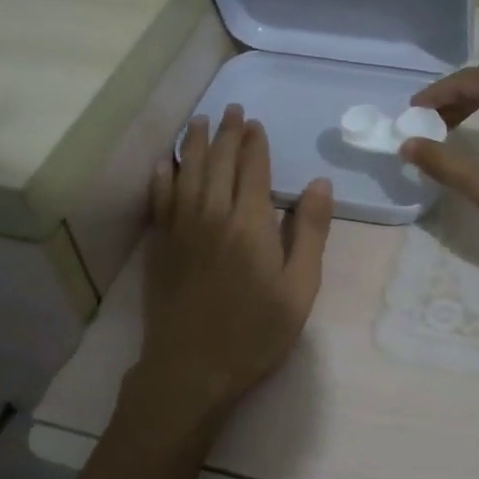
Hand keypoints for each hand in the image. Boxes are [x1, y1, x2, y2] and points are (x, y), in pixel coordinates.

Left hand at [126, 106, 333, 446]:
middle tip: (231, 109)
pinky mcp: (160, 247)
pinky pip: (159, 201)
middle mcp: (212, 215)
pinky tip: (163, 164)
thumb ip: (309, 233)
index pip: (252, 169)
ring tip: (199, 121)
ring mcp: (180, 229)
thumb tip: (319, 183)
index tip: (255, 122)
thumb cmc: (256, 332)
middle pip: (218, 163)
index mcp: (250, 222)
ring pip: (186, 173)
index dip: (254, 143)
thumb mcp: (300, 288)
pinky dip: (162, 178)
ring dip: (194, 144)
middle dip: (227, 133)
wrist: (193, 369)